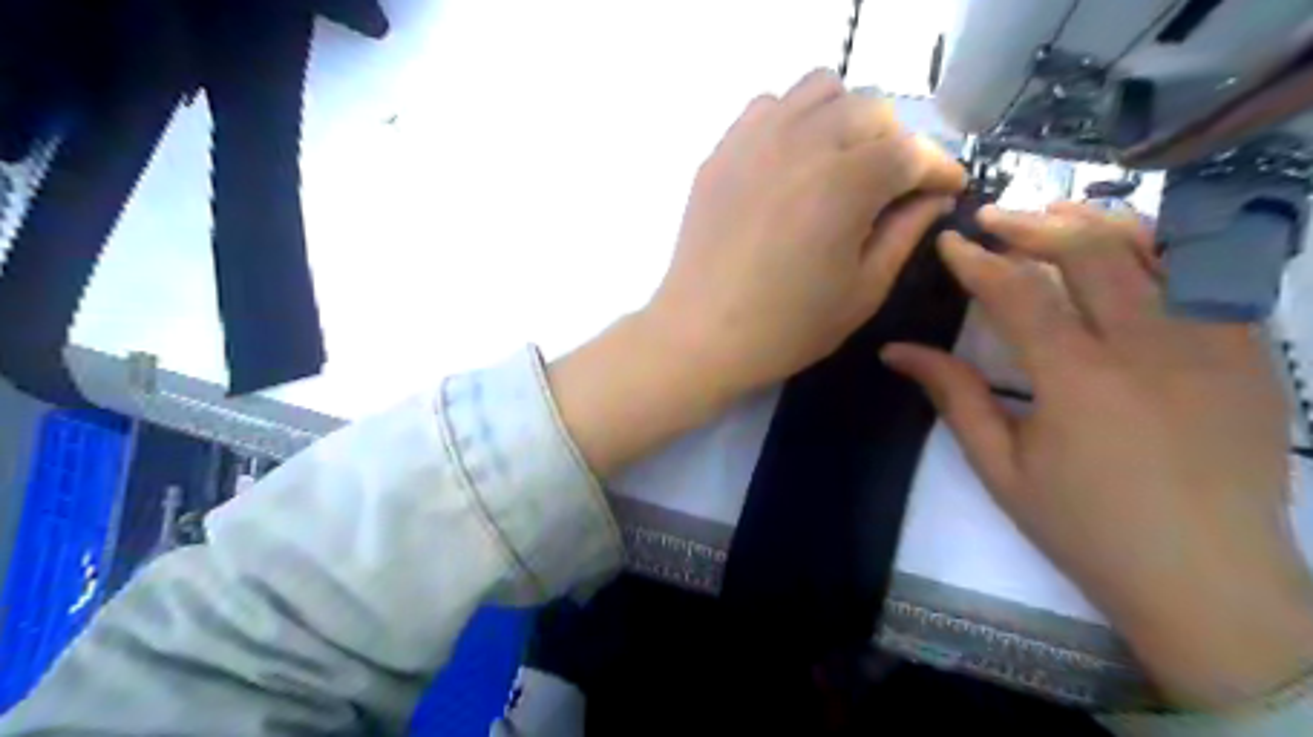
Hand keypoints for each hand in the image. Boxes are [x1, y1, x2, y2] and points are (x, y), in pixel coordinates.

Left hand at [549, 69, 962, 478]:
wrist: (701, 334)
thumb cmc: (786, 328)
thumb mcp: (863, 292)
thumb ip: (905, 234)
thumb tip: (933, 197)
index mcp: (846, 184)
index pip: (912, 152)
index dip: (939, 169)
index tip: (948, 190)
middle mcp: (804, 144)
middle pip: (871, 110)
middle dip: (896, 144)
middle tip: (893, 186)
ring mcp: (757, 140)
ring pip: (821, 91)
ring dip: (846, 119)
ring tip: (843, 164)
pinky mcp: (724, 150)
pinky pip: (770, 105)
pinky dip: (795, 119)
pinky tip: (794, 161)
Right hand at [882, 202, 1312, 706]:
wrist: (1208, 580)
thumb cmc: (1087, 528)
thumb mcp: (1001, 467)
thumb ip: (953, 396)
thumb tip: (896, 350)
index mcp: (1079, 381)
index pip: (1019, 293)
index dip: (977, 261)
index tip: (950, 242)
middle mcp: (1151, 347)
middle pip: (1090, 250)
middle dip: (1033, 222)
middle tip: (995, 217)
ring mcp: (1214, 344)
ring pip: (1157, 249)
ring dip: (1097, 222)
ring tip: (1054, 213)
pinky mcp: (1253, 353)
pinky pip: (1208, 277)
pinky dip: (1160, 249)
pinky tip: (1128, 251)